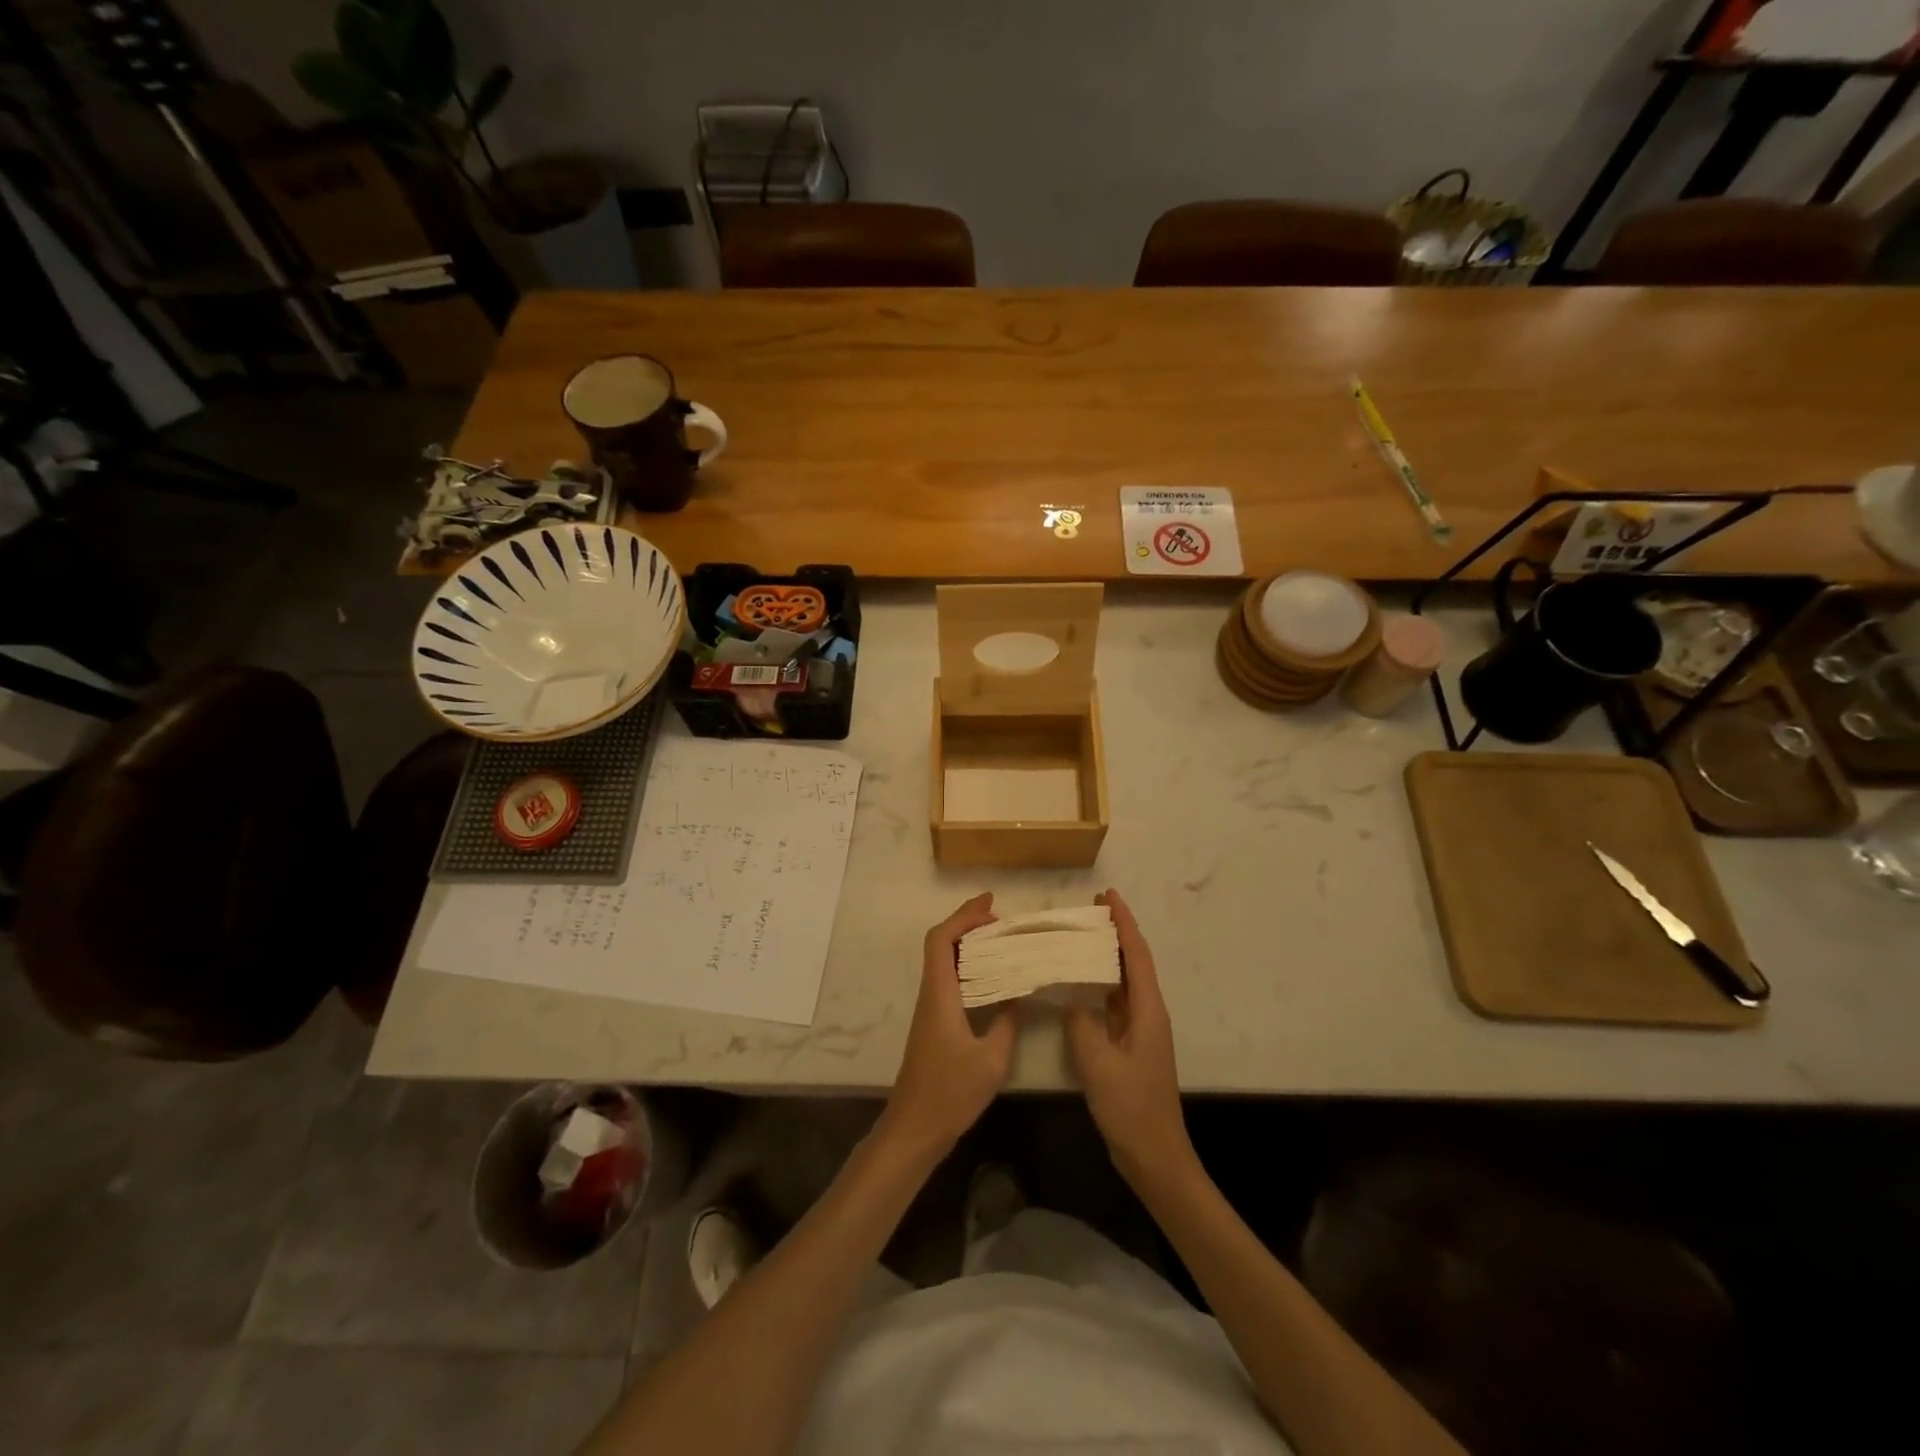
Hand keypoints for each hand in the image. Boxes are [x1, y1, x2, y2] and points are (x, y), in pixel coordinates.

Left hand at [884, 893, 1018, 1153]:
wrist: (914, 1127)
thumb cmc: (950, 1093)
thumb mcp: (992, 1060)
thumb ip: (1007, 1022)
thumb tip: (1019, 994)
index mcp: (940, 994)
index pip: (941, 939)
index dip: (963, 916)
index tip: (991, 905)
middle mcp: (931, 993)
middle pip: (941, 943)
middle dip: (969, 924)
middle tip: (1003, 923)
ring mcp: (930, 1008)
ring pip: (944, 961)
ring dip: (969, 945)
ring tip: (1003, 943)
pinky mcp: (934, 1022)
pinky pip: (949, 979)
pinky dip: (969, 967)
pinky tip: (992, 978)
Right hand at [1065, 890, 1192, 1182]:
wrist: (1155, 1156)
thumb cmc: (1131, 1107)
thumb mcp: (1099, 1064)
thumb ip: (1082, 1023)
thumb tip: (1071, 997)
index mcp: (1148, 1011)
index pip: (1137, 955)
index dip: (1124, 923)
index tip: (1108, 896)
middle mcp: (1148, 1013)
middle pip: (1133, 962)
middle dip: (1115, 933)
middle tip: (1088, 910)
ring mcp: (1140, 1031)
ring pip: (1124, 982)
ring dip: (1107, 957)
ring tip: (1079, 937)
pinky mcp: (1130, 1046)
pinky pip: (1115, 1003)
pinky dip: (1099, 985)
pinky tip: (1078, 984)